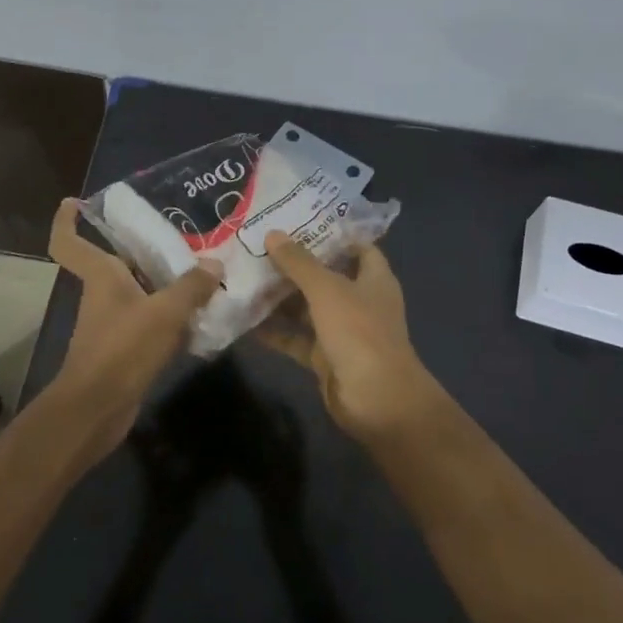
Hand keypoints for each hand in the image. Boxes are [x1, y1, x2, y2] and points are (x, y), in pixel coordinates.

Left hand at [47, 198, 221, 451]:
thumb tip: (214, 265)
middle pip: (118, 262)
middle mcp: (103, 294)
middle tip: (183, 235)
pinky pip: (150, 321)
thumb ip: (192, 287)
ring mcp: (112, 323)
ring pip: (139, 292)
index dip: (66, 221)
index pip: (69, 242)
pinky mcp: (125, 348)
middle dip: (145, 249)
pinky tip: (201, 316)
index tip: (74, 203)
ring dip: (165, 283)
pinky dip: (170, 316)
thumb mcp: (164, 312)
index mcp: (101, 276)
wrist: (97, 410)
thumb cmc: (122, 349)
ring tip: (204, 271)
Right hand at [261, 234, 444, 441]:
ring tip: (245, 277)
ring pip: (307, 308)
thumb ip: (299, 262)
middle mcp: (359, 301)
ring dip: (280, 297)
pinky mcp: (324, 357)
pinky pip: (295, 338)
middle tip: (258, 247)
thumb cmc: (359, 332)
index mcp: (373, 278)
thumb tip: (272, 234)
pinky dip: (275, 331)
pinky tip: (245, 319)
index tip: (298, 221)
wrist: (377, 401)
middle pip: (325, 276)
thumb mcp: (327, 289)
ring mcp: (342, 331)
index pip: (357, 246)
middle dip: (295, 264)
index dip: (332, 234)